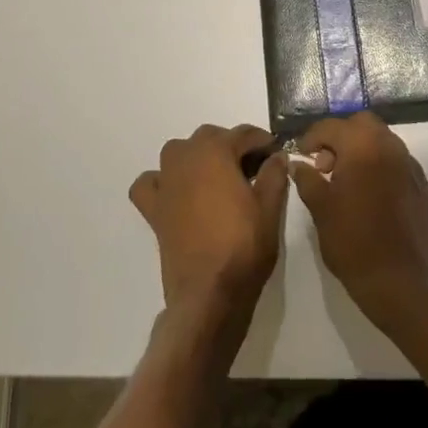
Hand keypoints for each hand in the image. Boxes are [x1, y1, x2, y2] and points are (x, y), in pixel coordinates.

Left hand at [129, 125, 289, 338]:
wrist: (209, 293)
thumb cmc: (243, 246)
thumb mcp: (269, 208)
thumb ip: (274, 174)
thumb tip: (277, 156)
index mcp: (216, 152)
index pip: (244, 134)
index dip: (263, 141)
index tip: (276, 153)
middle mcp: (186, 158)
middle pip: (210, 137)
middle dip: (232, 146)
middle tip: (253, 169)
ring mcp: (166, 182)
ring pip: (179, 152)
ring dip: (198, 156)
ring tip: (217, 177)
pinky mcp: (154, 208)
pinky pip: (151, 183)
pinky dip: (161, 181)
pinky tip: (176, 193)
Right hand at [291, 112, 427, 324]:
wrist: (400, 282)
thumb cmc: (352, 242)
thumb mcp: (320, 209)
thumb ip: (307, 179)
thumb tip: (298, 164)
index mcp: (363, 146)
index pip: (332, 126)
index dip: (312, 137)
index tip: (301, 154)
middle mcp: (391, 147)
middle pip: (363, 124)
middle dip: (341, 137)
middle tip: (326, 164)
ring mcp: (412, 167)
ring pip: (384, 142)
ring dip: (363, 151)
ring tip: (348, 182)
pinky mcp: (425, 188)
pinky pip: (400, 166)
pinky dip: (383, 170)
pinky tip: (373, 197)